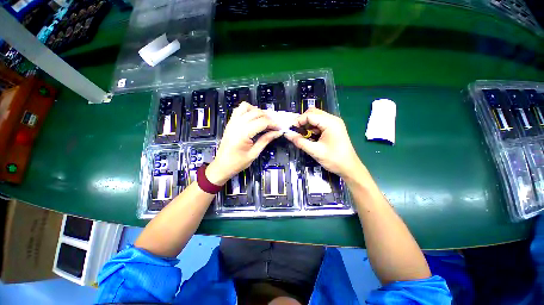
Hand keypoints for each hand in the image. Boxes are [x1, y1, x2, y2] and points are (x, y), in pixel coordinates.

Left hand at [206, 102, 281, 184]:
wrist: (222, 165)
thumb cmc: (237, 162)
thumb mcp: (254, 153)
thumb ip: (265, 140)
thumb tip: (277, 132)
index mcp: (243, 134)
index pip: (262, 122)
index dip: (273, 124)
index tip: (280, 128)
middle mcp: (237, 124)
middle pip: (256, 113)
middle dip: (268, 117)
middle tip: (274, 125)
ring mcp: (232, 122)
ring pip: (247, 107)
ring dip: (258, 111)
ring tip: (264, 120)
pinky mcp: (230, 122)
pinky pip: (239, 110)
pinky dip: (248, 110)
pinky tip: (253, 118)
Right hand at [284, 108, 362, 178]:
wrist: (349, 168)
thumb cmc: (334, 159)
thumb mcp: (315, 151)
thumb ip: (300, 141)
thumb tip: (287, 134)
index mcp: (330, 123)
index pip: (310, 115)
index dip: (298, 121)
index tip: (290, 129)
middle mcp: (332, 119)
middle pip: (313, 113)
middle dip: (302, 120)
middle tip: (294, 130)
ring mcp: (334, 123)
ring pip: (316, 117)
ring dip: (307, 124)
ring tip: (300, 134)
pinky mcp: (333, 128)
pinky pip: (320, 123)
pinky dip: (312, 127)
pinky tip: (309, 136)